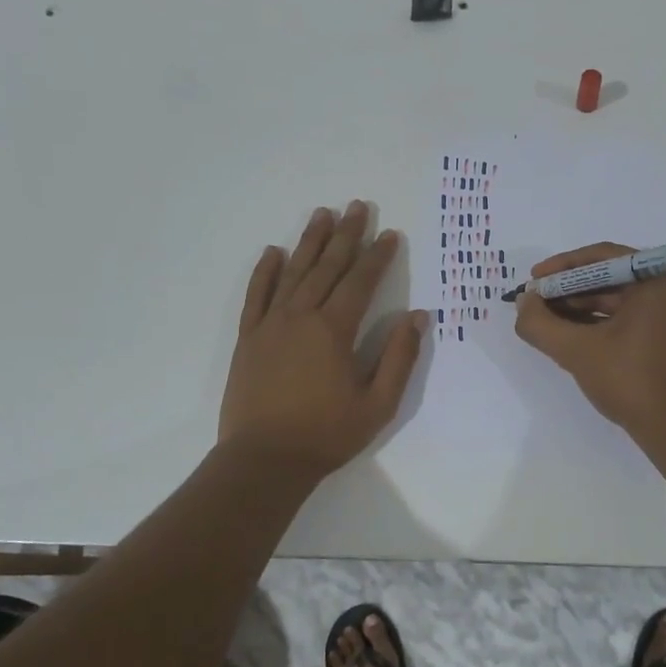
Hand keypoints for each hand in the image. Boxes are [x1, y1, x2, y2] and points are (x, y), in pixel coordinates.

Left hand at [219, 201, 426, 475]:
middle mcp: (301, 317)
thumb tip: (418, 317)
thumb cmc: (327, 434)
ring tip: (322, 214)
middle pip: (327, 267)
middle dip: (346, 236)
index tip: (390, 234)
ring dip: (309, 242)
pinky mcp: (248, 338)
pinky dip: (264, 271)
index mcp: (334, 331)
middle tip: (357, 206)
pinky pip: (256, 295)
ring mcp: (270, 325)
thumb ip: (399, 357)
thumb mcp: (378, 403)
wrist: (264, 460)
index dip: (377, 257)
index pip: (360, 282)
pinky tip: (273, 252)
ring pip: (293, 273)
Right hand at [513, 242, 665, 442]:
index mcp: (659, 279)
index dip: (561, 268)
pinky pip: (629, 315)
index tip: (533, 282)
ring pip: (618, 298)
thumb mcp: (577, 351)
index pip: (601, 257)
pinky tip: (571, 334)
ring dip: (581, 307)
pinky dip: (600, 322)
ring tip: (546, 321)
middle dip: (568, 290)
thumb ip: (541, 323)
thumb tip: (523, 302)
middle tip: (534, 303)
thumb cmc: (632, 382)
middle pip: (610, 276)